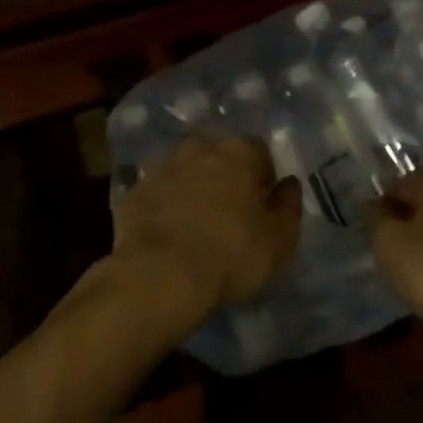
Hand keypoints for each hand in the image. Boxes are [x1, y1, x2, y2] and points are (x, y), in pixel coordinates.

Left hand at [110, 135, 301, 323]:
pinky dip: (164, 205)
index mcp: (239, 152)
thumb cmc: (230, 254)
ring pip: (185, 170)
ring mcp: (162, 167)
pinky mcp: (133, 191)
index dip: (263, 176)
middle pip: (219, 155)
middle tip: (229, 213)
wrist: (158, 275)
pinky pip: (157, 192)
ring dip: (193, 187)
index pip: (259, 150)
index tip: (261, 205)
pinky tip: (167, 233)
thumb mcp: (280, 239)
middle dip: (226, 176)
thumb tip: (289, 184)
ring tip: (196, 223)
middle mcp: (199, 148)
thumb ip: (289, 205)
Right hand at [367, 171, 422, 333]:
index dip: (380, 201)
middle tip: (382, 244)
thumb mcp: (387, 240)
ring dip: (418, 235)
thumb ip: (375, 215)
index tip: (369, 226)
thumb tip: (372, 202)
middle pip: (421, 199)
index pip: (399, 182)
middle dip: (400, 217)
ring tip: (402, 262)